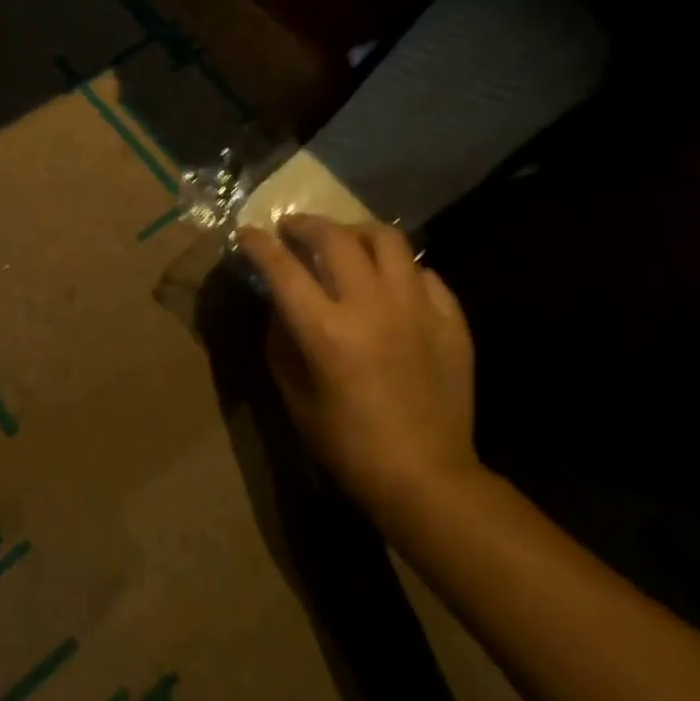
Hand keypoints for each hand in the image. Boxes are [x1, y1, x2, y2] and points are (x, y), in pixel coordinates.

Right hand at [239, 217, 478, 520]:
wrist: (425, 475)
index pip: (283, 268)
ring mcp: (417, 310)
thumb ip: (282, 340)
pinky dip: (398, 268)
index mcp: (325, 331)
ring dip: (355, 232)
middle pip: (335, 239)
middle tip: (292, 228)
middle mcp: (371, 308)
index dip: (260, 244)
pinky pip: (424, 273)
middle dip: (306, 225)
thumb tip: (282, 304)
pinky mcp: (451, 320)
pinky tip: (389, 282)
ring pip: (388, 241)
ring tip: (344, 241)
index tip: (248, 232)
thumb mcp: (293, 394)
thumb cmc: (346, 443)